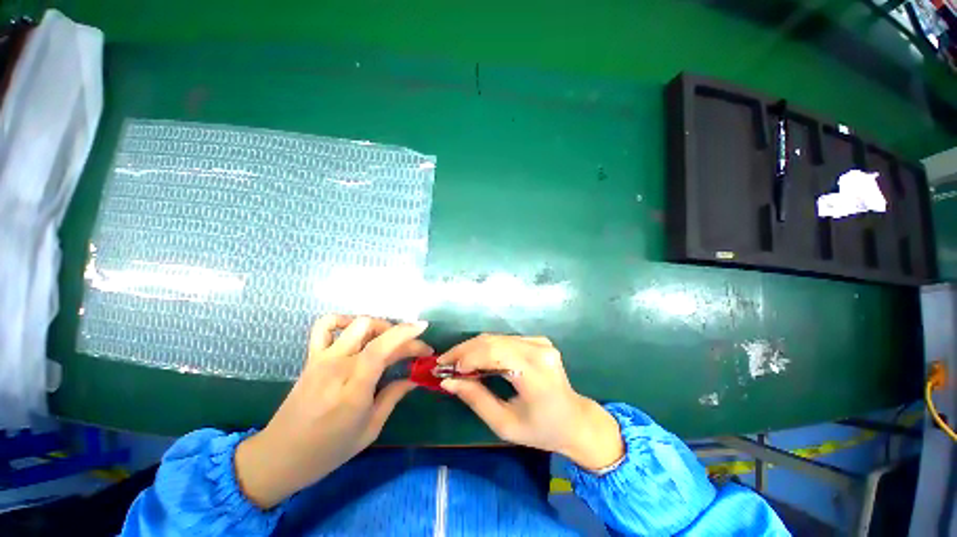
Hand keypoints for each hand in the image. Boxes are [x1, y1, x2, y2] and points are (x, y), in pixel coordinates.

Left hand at [235, 315, 430, 508]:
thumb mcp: (370, 429)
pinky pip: (325, 326)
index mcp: (353, 389)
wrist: (279, 456)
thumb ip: (394, 397)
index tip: (424, 328)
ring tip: (389, 339)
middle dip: (400, 333)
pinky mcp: (312, 357)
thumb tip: (414, 377)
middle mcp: (337, 367)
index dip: (405, 334)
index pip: (381, 349)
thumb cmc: (329, 450)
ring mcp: (322, 359)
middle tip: (413, 349)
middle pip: (374, 331)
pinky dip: (343, 320)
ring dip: (378, 325)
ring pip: (355, 323)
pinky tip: (356, 330)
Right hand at [438, 335, 623, 470]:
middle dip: (464, 350)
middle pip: (492, 340)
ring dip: (473, 348)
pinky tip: (476, 359)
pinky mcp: (538, 340)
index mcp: (534, 371)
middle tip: (444, 363)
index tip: (444, 368)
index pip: (493, 352)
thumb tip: (448, 381)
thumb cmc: (542, 429)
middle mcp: (538, 349)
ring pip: (496, 337)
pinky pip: (505, 340)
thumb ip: (476, 399)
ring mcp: (540, 341)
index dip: (466, 357)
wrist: (575, 420)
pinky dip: (486, 347)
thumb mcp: (505, 424)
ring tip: (456, 362)